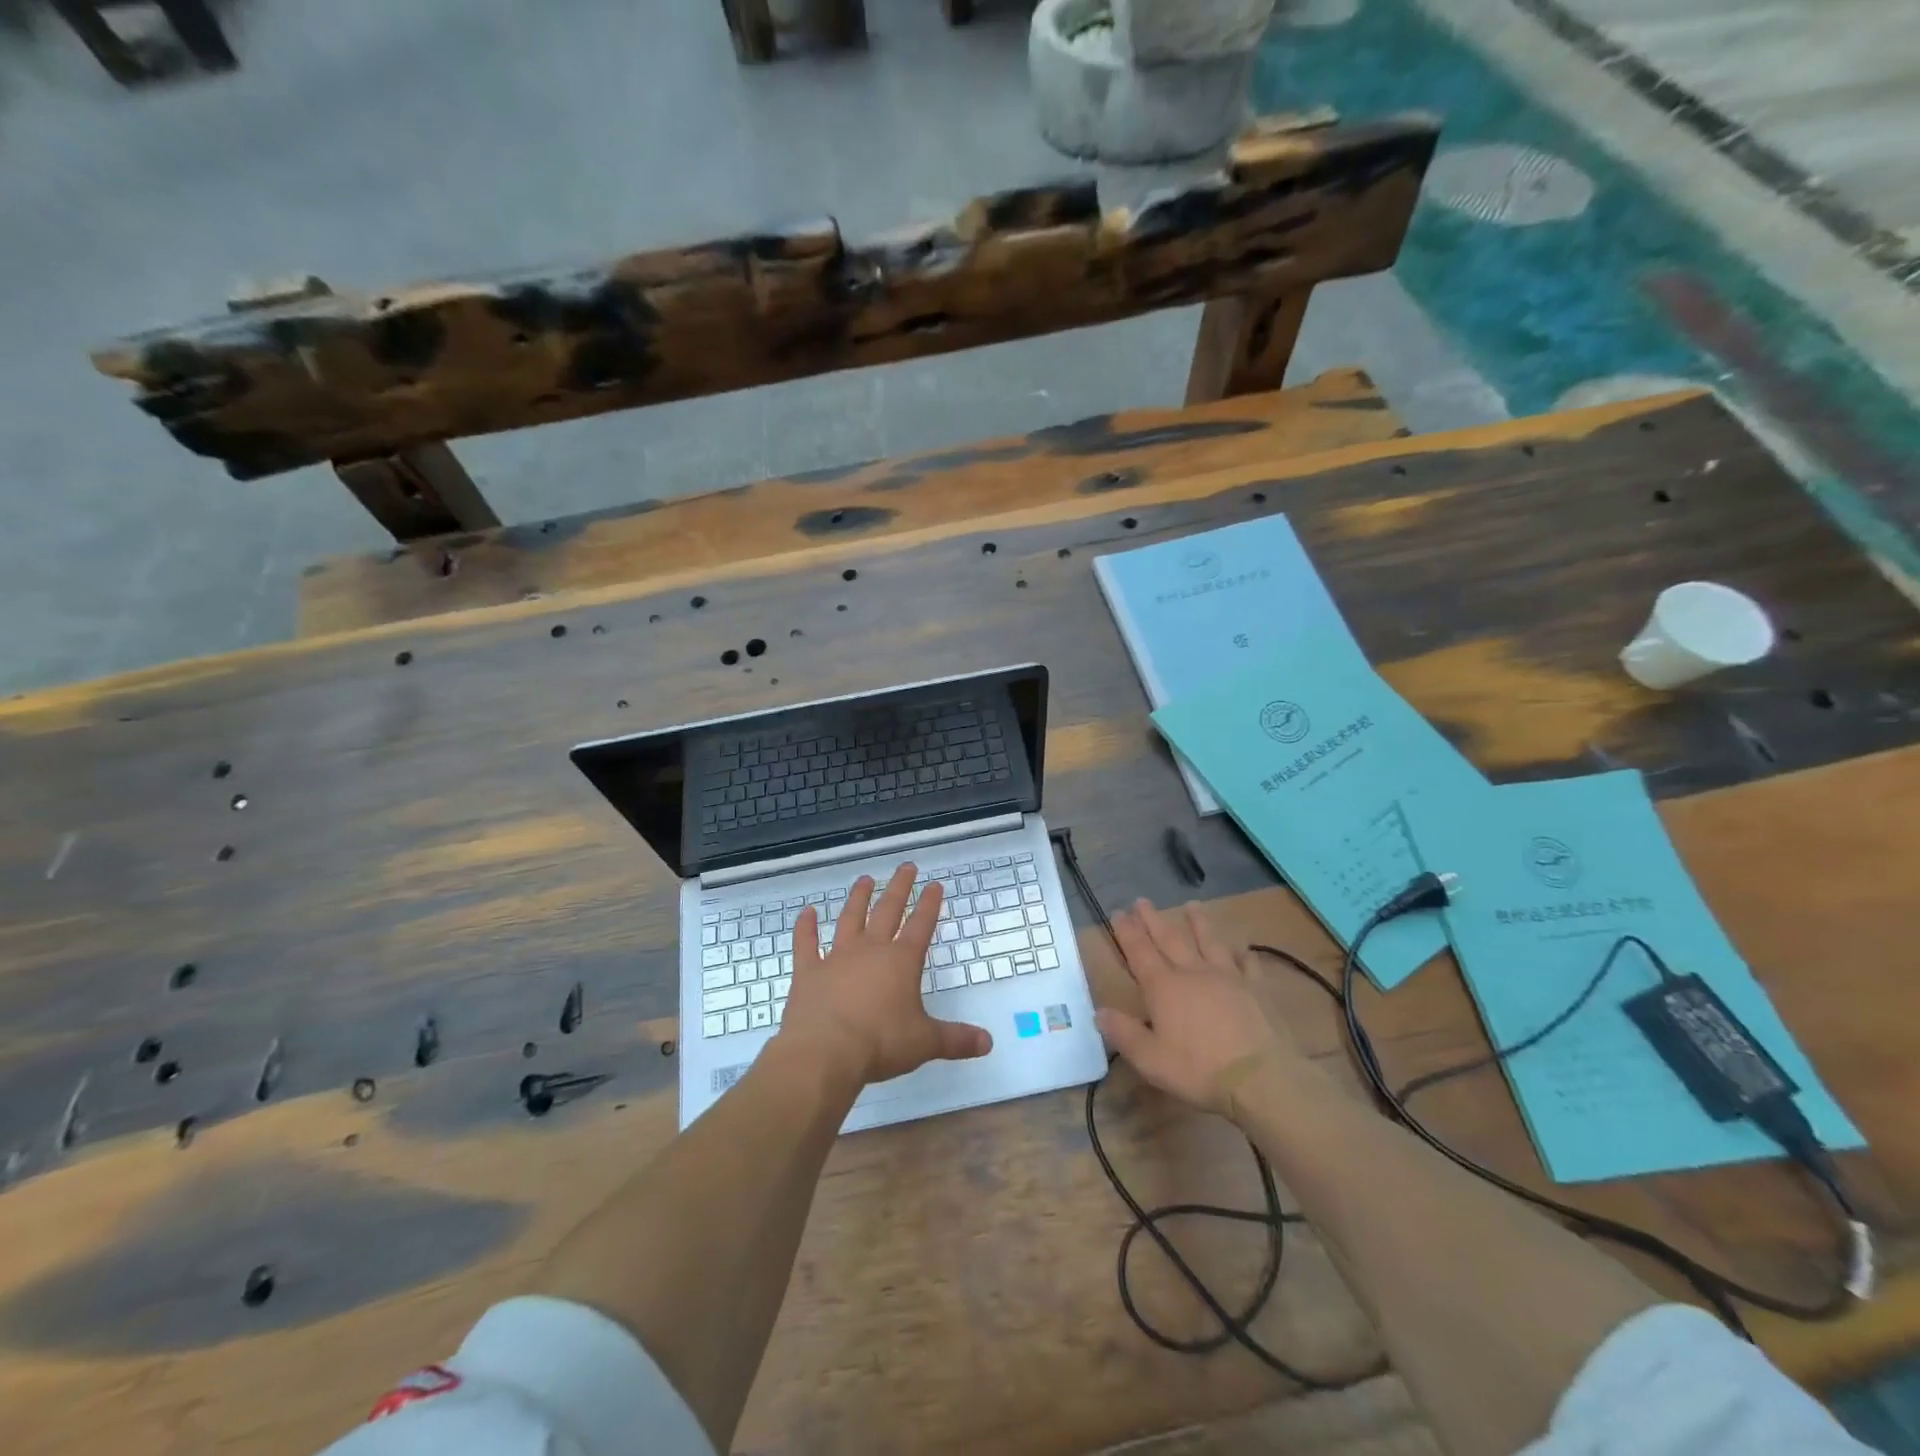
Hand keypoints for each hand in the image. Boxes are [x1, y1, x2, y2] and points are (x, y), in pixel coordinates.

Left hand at [778, 864, 992, 1087]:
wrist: (825, 1051)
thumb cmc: (880, 1043)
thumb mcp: (924, 1043)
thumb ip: (956, 1040)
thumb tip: (988, 1043)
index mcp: (901, 962)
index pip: (921, 925)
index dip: (930, 904)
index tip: (935, 885)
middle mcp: (870, 950)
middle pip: (887, 911)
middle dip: (899, 888)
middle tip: (906, 867)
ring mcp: (836, 958)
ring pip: (850, 919)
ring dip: (858, 898)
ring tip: (865, 879)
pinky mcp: (808, 972)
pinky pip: (806, 944)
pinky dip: (805, 928)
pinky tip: (806, 912)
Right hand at [1095, 899, 1306, 1118]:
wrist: (1260, 1077)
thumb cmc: (1199, 1070)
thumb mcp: (1150, 1059)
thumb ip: (1123, 1033)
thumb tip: (1099, 1011)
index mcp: (1163, 987)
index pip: (1139, 952)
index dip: (1127, 931)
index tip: (1118, 912)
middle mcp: (1192, 972)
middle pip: (1169, 938)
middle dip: (1153, 919)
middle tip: (1142, 901)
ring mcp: (1227, 976)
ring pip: (1208, 941)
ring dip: (1197, 922)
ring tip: (1191, 905)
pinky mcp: (1255, 988)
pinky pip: (1247, 963)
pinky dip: (1242, 953)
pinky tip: (1241, 947)